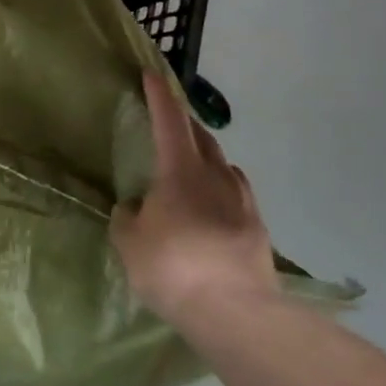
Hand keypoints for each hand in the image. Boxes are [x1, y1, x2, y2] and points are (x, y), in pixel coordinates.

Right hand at [111, 70, 280, 323]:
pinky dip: (222, 188)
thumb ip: (128, 218)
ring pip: (223, 164)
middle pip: (201, 136)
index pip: (169, 120)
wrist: (235, 312)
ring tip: (193, 166)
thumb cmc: (172, 267)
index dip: (159, 95)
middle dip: (184, 123)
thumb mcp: (130, 243)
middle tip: (169, 120)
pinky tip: (214, 206)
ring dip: (206, 156)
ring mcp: (242, 200)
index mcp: (180, 170)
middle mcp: (215, 176)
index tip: (151, 74)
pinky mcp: (258, 228)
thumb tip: (134, 208)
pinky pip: (236, 194)